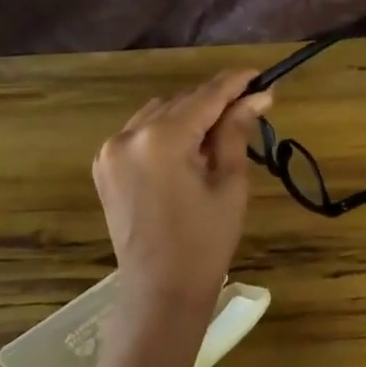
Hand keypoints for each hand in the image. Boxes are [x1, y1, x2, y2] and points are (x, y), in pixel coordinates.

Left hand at [93, 68, 272, 318]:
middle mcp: (128, 135)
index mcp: (162, 140)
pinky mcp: (104, 166)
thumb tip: (257, 96)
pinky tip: (188, 147)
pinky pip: (140, 133)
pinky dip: (166, 131)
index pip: (206, 97)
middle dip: (215, 101)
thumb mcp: (230, 183)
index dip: (235, 83)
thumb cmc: (205, 242)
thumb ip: (236, 133)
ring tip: (221, 130)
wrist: (159, 291)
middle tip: (250, 105)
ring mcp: (110, 151)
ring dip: (190, 115)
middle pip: (181, 102)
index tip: (261, 75)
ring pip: (159, 113)